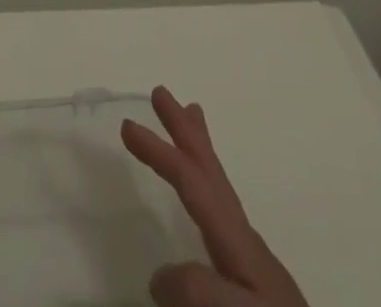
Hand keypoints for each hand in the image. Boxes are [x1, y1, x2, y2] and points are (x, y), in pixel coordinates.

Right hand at [122, 86, 309, 306]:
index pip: (192, 183)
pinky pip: (223, 214)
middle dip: (185, 132)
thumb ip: (198, 290)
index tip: (126, 128)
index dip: (159, 153)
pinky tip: (206, 198)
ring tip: (191, 116)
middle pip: (210, 173)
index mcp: (237, 240)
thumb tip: (157, 275)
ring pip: (220, 190)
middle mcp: (243, 239)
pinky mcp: (253, 281)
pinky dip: (211, 186)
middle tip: (160, 93)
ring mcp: (251, 259)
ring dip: (200, 151)